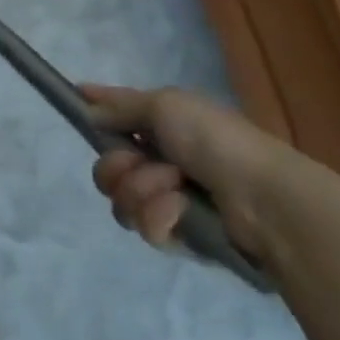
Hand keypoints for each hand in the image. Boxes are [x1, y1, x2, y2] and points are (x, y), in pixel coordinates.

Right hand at [81, 83, 303, 258]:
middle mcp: (162, 161)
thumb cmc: (215, 140)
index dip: (96, 110)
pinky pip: (147, 228)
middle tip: (139, 162)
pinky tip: (180, 211)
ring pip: (122, 200)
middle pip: (108, 167)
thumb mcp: (165, 105)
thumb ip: (121, 106)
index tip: (75, 102)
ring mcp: (170, 201)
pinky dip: (160, 217)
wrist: (264, 199)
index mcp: (163, 126)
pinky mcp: (181, 238)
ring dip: (143, 191)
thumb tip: (87, 103)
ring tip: (174, 189)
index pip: (118, 115)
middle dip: (117, 166)